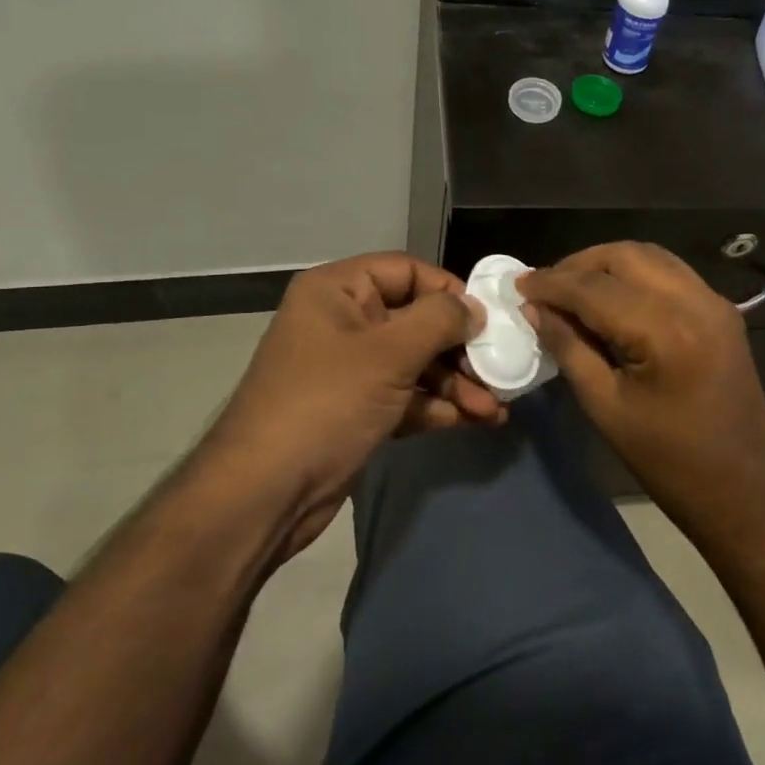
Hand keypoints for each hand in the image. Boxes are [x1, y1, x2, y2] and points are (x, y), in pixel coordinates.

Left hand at [196, 253, 503, 560]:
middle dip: (459, 350)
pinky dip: (437, 406)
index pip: (406, 271)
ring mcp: (349, 369)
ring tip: (494, 409)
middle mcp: (343, 322)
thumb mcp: (388, 354)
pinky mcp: (357, 410)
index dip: (448, 291)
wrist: (266, 493)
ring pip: (416, 363)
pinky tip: (473, 422)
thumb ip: (439, 321)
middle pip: (416, 320)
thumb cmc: (326, 404)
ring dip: (456, 383)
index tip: (486, 321)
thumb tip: (474, 309)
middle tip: (498, 372)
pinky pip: (406, 396)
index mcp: (337, 291)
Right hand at [518, 242, 764, 540]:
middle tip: (544, 286)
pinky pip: (670, 273)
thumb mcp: (606, 407)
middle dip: (579, 265)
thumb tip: (535, 309)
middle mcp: (696, 302)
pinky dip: (635, 274)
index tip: (518, 284)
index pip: (596, 288)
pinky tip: (610, 297)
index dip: (552, 283)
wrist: (744, 489)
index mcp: (667, 331)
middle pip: (626, 256)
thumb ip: (569, 348)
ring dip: (607, 264)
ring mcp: (715, 303)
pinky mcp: (722, 311)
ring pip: (650, 257)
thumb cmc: (669, 461)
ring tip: (571, 288)